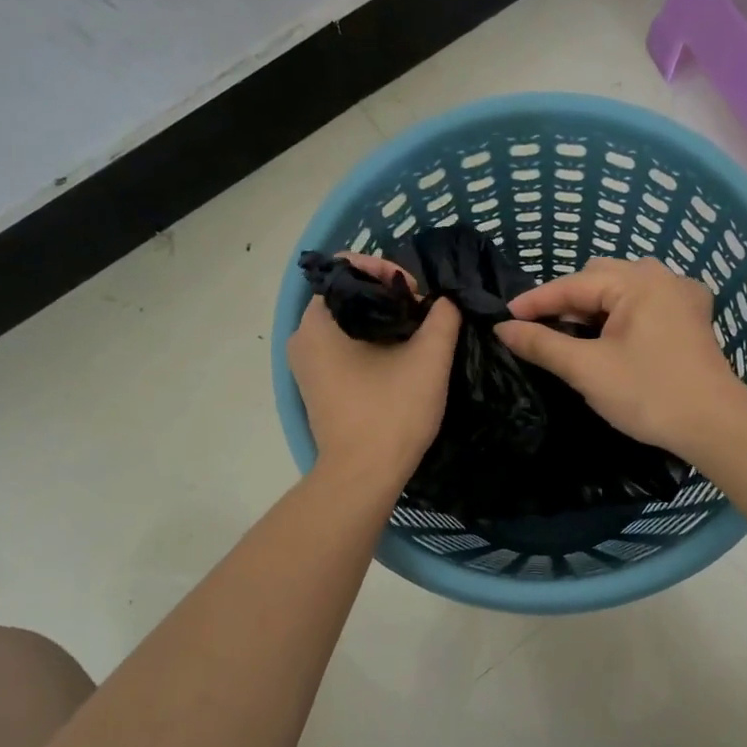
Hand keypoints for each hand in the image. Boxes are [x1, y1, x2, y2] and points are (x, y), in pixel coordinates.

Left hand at [288, 261, 460, 491]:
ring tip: (417, 335)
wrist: (363, 477)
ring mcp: (306, 365)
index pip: (348, 269)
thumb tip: (445, 302)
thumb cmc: (391, 414)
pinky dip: (370, 344)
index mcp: (317, 321)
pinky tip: (400, 359)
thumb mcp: (429, 359)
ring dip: (383, 321)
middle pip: (348, 295)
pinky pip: (343, 348)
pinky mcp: (317, 387)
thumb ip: (442, 318)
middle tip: (423, 314)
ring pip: (348, 323)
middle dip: (389, 297)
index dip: (387, 270)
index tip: (417, 295)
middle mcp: (302, 337)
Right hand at [493, 257, 746, 455]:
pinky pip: (645, 303)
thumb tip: (502, 328)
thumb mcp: (587, 369)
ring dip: (593, 307)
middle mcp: (662, 277)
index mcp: (638, 282)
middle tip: (539, 329)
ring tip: (571, 333)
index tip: (504, 318)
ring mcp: (682, 295)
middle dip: (566, 301)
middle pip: (599, 277)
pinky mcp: (692, 318)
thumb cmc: (648, 394)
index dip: (536, 301)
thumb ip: (542, 344)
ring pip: (623, 289)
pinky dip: (620, 314)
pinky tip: (612, 335)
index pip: (573, 284)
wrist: (714, 426)